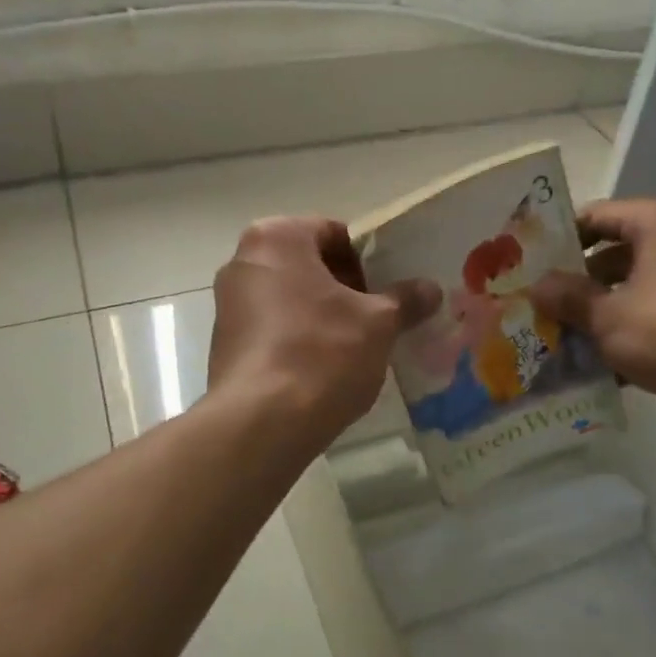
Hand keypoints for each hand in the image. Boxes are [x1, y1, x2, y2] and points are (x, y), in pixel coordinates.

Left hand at [208, 217, 439, 450]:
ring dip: (325, 314)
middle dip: (347, 288)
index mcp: (276, 238)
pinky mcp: (225, 344)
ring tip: (360, 344)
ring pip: (292, 297)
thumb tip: (430, 289)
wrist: (261, 424)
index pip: (335, 233)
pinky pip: (274, 328)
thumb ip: (405, 299)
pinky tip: (327, 368)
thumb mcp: (378, 323)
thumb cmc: (322, 352)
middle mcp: (244, 261)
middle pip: (310, 264)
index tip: (392, 287)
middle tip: (382, 316)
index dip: (370, 259)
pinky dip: (301, 338)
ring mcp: (229, 304)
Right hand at [529, 198, 655, 437]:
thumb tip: (536, 286)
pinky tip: (598, 366)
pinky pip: (655, 314)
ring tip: (560, 338)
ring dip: (599, 313)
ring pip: (632, 288)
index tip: (529, 264)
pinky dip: (629, 333)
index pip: (596, 215)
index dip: (560, 239)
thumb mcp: (607, 315)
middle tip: (540, 305)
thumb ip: (567, 297)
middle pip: (613, 254)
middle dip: (577, 283)